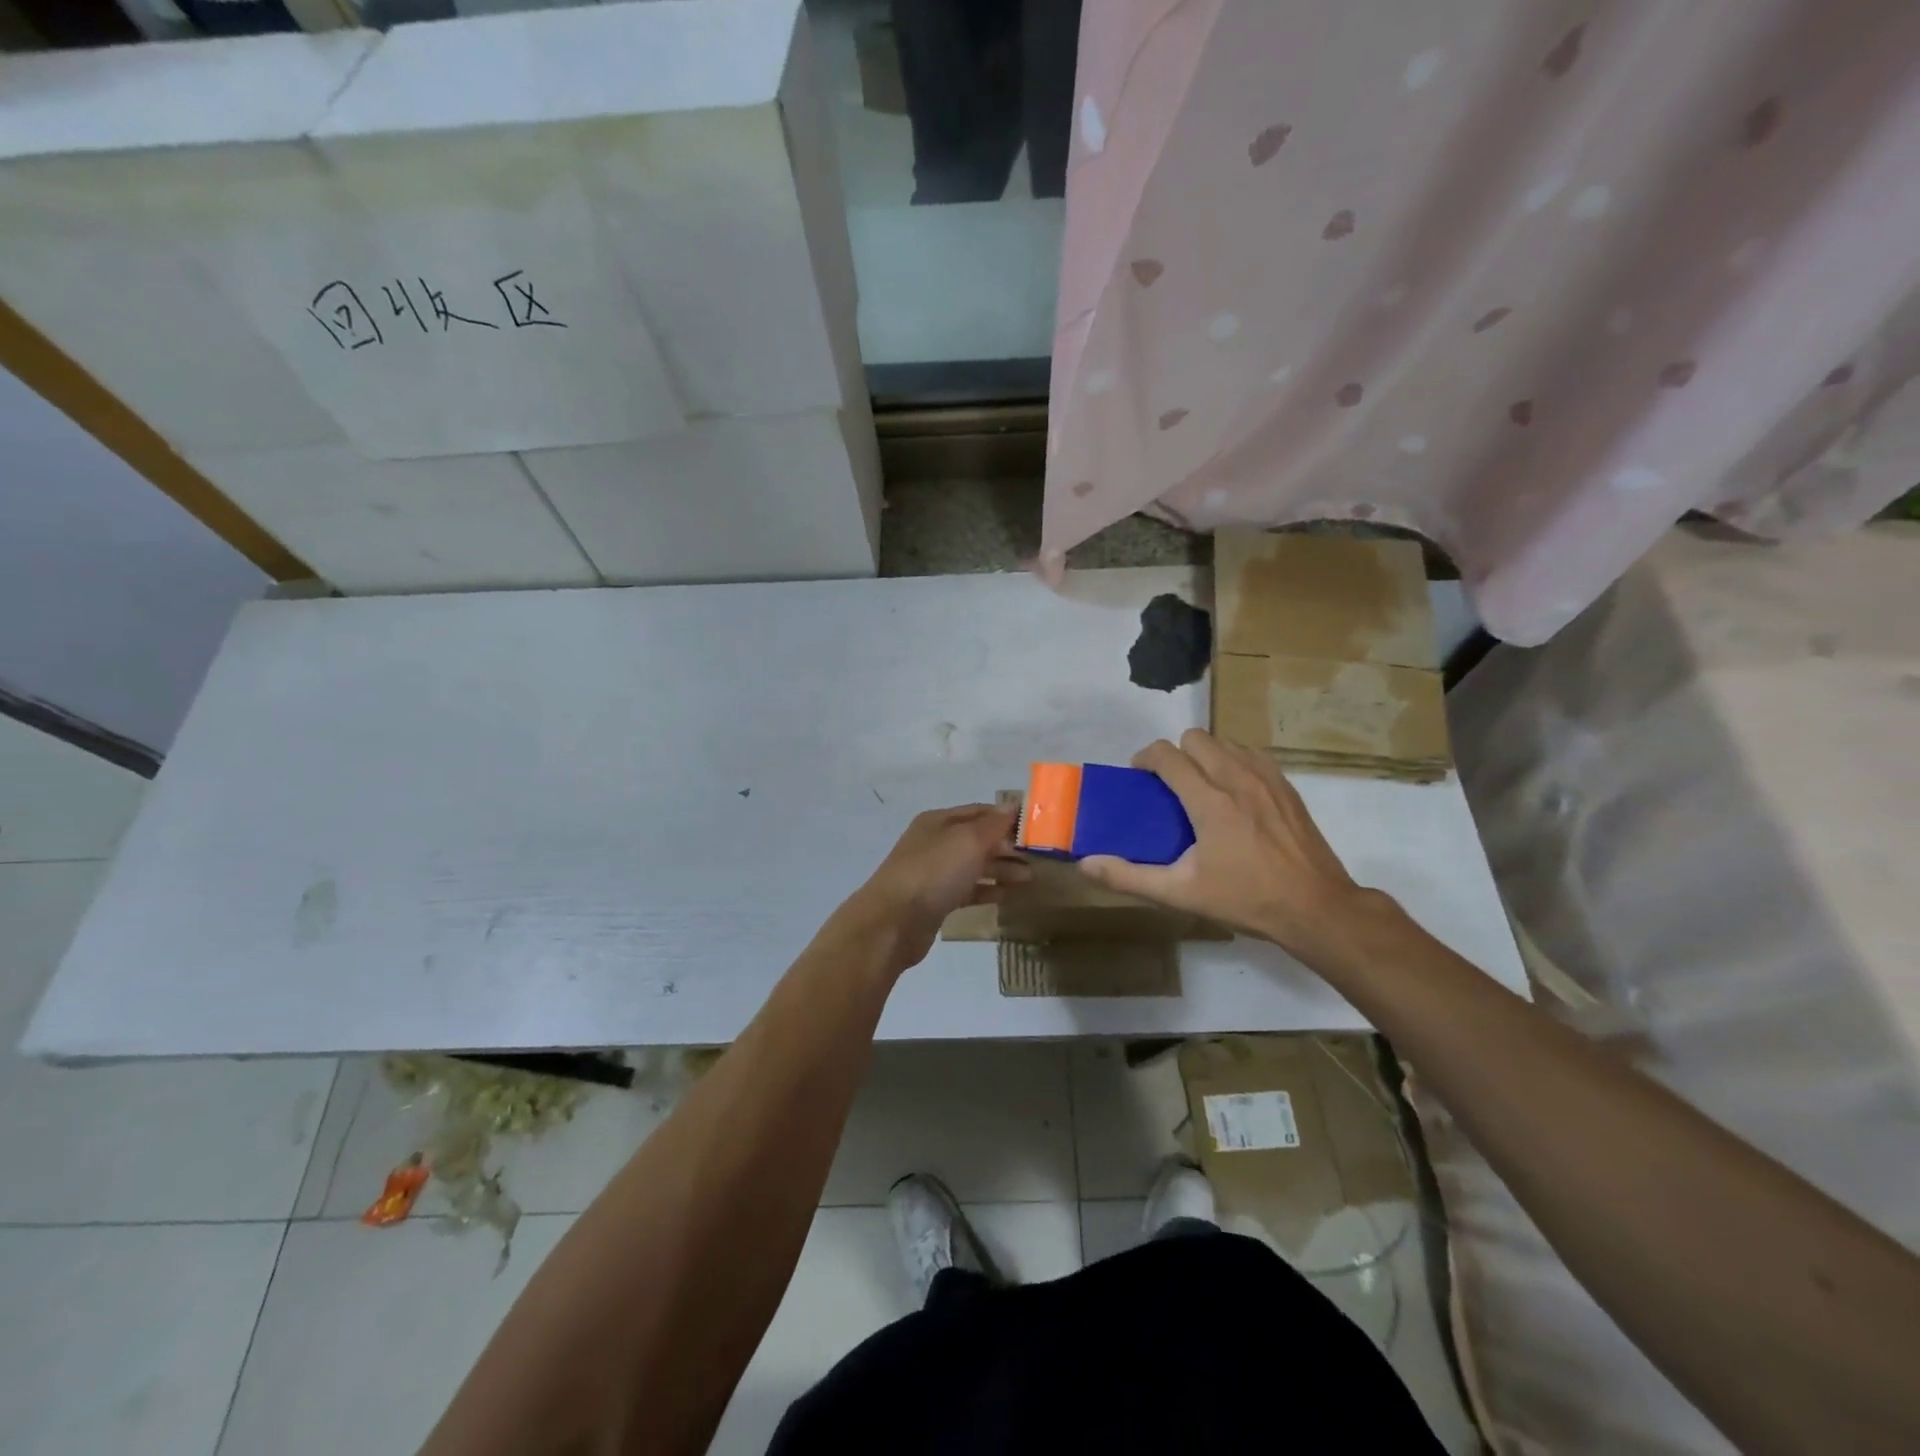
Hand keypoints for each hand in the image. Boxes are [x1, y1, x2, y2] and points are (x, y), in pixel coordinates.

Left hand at [838, 805, 1028, 973]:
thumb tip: (1013, 805)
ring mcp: (934, 873)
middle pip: (978, 839)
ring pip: (975, 865)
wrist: (893, 922)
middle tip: (1039, 856)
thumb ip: (994, 824)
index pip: (980, 811)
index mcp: (939, 821)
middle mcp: (936, 842)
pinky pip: (969, 890)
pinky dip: (989, 890)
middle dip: (1008, 845)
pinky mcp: (936, 901)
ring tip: (1031, 878)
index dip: (1007, 817)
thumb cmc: (933, 872)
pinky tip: (1010, 895)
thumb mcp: (968, 841)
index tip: (1037, 827)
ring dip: (1002, 869)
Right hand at [1079, 729, 1389, 966]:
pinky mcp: (1288, 787)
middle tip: (1170, 785)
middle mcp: (1237, 778)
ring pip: (1226, 742)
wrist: (1316, 908)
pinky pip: (1253, 755)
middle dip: (1176, 753)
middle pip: (1197, 738)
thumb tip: (1086, 864)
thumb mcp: (1181, 893)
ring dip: (1207, 755)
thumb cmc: (1244, 899)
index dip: (1146, 758)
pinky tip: (1235, 793)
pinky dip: (1236, 762)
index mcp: (1209, 801)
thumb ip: (1129, 877)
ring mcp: (1267, 779)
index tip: (1139, 776)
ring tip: (1202, 787)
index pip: (1167, 755)